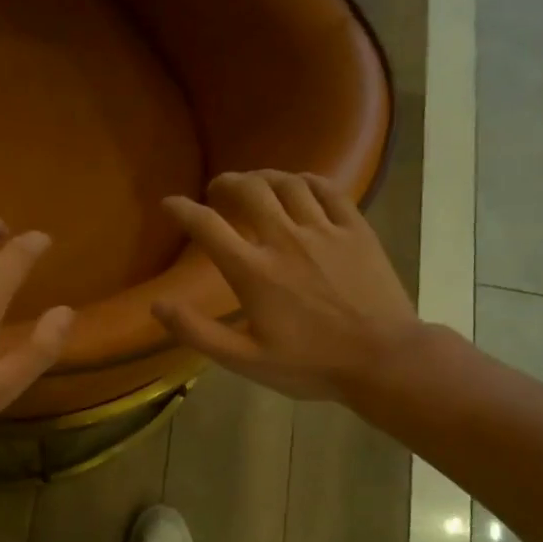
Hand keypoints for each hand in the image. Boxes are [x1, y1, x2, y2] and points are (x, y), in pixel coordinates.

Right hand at [153, 170, 419, 402]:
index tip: (170, 204)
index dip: (182, 210)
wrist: (384, 360)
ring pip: (287, 183)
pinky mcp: (356, 230)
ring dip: (264, 177)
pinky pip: (328, 189)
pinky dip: (307, 180)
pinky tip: (299, 185)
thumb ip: (198, 332)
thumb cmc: (311, 364)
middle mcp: (284, 239)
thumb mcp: (245, 360)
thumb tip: (158, 305)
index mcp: (253, 271)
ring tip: (254, 183)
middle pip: (249, 190)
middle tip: (218, 190)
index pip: (207, 226)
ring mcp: (324, 231)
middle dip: (226, 183)